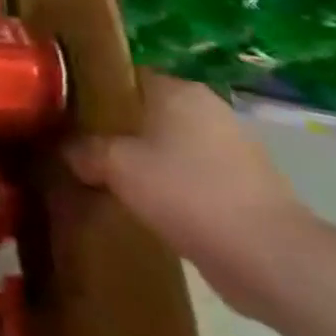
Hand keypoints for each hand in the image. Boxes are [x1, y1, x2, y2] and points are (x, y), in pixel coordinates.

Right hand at [65, 72, 311, 318]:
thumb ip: (85, 150)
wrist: (270, 259)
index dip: (92, 91)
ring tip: (105, 176)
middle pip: (145, 110)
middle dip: (115, 128)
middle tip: (78, 145)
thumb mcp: (117, 166)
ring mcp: (231, 148)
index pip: (123, 76)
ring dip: (142, 159)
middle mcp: (207, 109)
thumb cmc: (187, 192)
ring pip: (168, 144)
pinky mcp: (244, 186)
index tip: (65, 111)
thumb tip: (68, 151)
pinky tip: (143, 203)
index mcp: (178, 90)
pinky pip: (190, 174)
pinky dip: (168, 185)